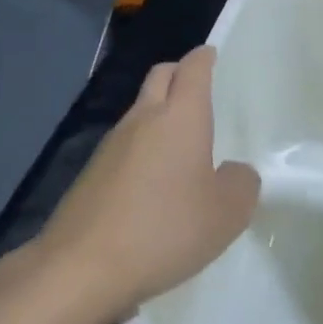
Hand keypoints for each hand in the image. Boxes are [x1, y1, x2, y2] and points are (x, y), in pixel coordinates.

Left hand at [31, 45, 258, 318]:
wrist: (80, 268)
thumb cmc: (164, 230)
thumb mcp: (226, 214)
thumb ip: (241, 184)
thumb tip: (233, 171)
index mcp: (180, 116)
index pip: (193, 69)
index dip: (204, 57)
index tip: (212, 54)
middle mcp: (143, 118)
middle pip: (160, 76)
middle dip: (179, 74)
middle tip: (198, 90)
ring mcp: (111, 144)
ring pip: (139, 110)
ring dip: (159, 113)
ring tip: (180, 144)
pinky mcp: (90, 173)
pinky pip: (124, 144)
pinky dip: (141, 147)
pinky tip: (152, 183)